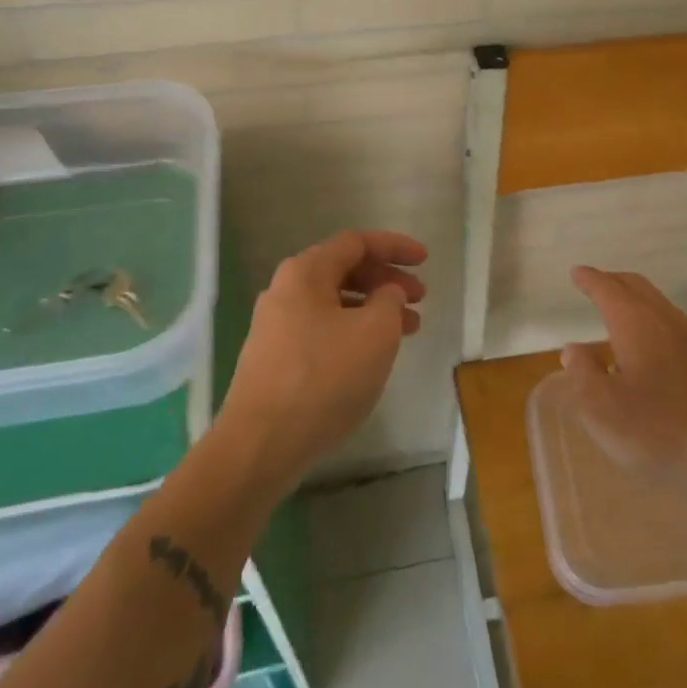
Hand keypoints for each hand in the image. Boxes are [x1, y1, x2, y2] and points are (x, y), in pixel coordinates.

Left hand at [214, 230, 426, 496]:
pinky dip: (353, 331)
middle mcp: (285, 290)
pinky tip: (373, 355)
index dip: (394, 247)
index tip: (425, 261)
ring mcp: (276, 326)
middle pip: (344, 270)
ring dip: (374, 309)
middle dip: (386, 280)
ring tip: (408, 330)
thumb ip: (389, 299)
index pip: (356, 243)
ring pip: (335, 303)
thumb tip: (385, 292)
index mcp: (305, 272)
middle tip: (420, 299)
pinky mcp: (275, 358)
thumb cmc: (324, 378)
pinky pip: (323, 329)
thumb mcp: (375, 332)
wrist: (261, 445)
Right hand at [560, 267, 686, 483]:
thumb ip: (583, 374)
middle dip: (613, 281)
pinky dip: (649, 317)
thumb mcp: (602, 408)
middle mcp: (663, 321)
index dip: (590, 280)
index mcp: (635, 323)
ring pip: (656, 303)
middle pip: (636, 287)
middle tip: (594, 282)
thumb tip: (574, 350)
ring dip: (634, 297)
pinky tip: (646, 343)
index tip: (576, 273)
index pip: (608, 290)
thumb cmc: (658, 429)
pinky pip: (669, 322)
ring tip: (617, 307)